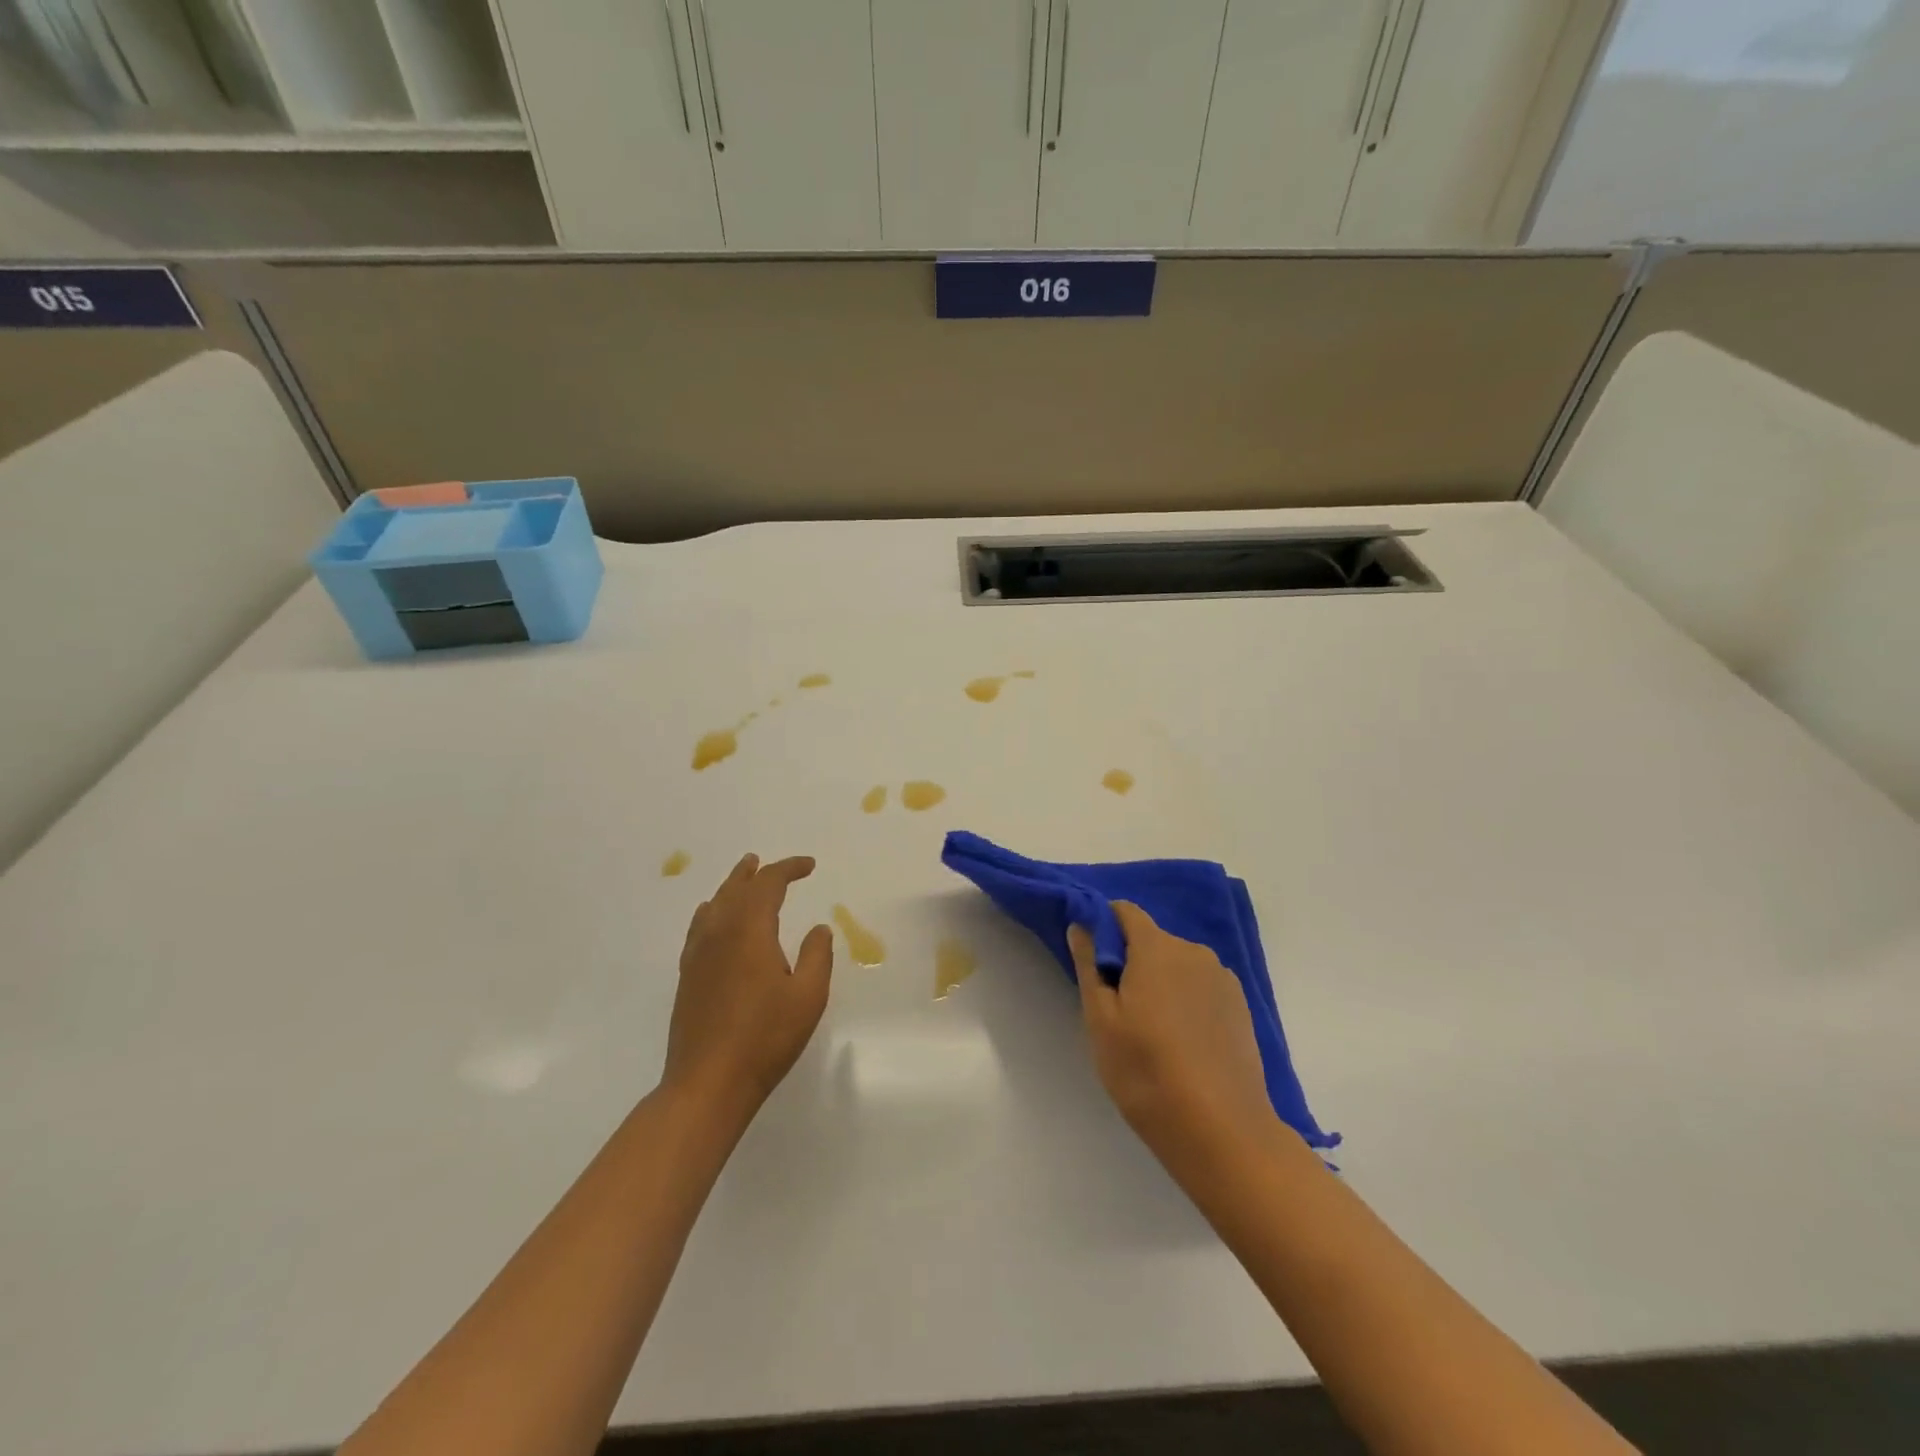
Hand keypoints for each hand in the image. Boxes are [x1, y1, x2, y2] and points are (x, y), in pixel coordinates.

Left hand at [661, 854, 833, 1130]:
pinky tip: (712, 917)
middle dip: (756, 872)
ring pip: (715, 905)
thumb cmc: (765, 1038)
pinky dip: (712, 911)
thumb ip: (817, 956)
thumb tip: (818, 928)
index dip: (789, 868)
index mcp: (750, 931)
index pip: (768, 885)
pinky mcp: (688, 976)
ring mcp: (698, 955)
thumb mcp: (808, 996)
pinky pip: (699, 927)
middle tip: (768, 862)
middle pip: (736, 888)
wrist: (707, 1083)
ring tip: (743, 876)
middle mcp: (720, 933)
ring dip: (732, 886)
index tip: (810, 866)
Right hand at [1068, 901, 1277, 1176]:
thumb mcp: (1101, 1019)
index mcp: (1157, 947)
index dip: (1103, 926)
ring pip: (1178, 966)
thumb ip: (1089, 964)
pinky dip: (1185, 1001)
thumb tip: (1082, 925)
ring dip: (1159, 982)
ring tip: (1150, 1031)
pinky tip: (1181, 1043)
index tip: (1091, 959)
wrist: (1222, 1131)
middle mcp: (1194, 952)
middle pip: (1151, 940)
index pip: (1124, 912)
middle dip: (1130, 960)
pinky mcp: (1241, 1008)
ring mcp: (1223, 980)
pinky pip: (1201, 988)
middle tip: (1116, 1008)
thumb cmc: (1146, 1071)